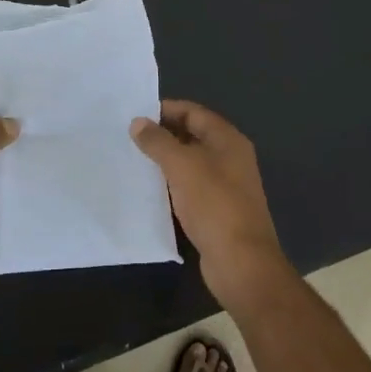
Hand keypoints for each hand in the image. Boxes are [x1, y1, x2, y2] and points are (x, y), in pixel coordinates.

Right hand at [130, 99, 292, 309]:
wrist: (241, 261)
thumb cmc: (214, 205)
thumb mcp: (182, 166)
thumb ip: (158, 142)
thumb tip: (138, 122)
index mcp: (228, 140)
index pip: (194, 112)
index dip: (166, 110)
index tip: (135, 114)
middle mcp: (230, 158)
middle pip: (193, 136)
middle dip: (163, 135)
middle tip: (129, 137)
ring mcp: (226, 185)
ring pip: (191, 163)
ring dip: (166, 161)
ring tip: (133, 160)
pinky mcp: (217, 210)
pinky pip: (190, 187)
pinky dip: (172, 184)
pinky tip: (150, 190)